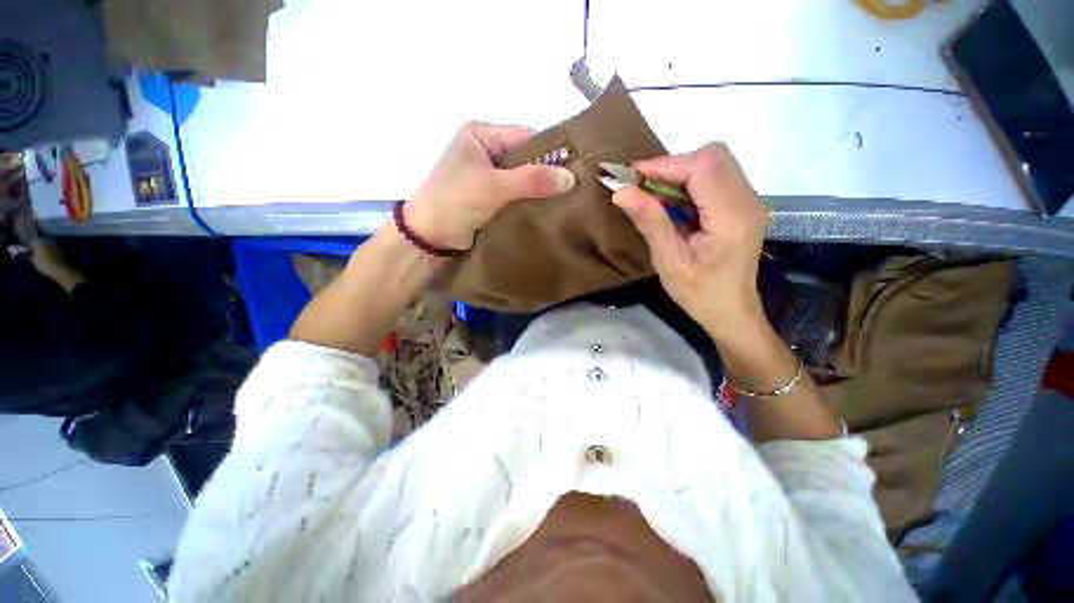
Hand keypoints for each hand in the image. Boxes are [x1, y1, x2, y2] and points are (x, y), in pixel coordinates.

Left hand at [404, 122, 576, 250]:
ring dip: (540, 192)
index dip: (552, 152)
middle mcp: (486, 152)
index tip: (578, 169)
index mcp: (482, 135)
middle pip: (526, 160)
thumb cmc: (454, 201)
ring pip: (523, 181)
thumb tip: (571, 178)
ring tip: (568, 202)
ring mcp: (488, 177)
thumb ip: (531, 180)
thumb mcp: (493, 186)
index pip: (526, 138)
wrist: (429, 238)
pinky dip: (530, 204)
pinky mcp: (490, 199)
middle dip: (548, 175)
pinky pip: (516, 197)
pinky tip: (549, 212)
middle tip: (577, 189)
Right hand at [612, 143, 768, 339]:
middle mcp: (748, 202)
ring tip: (654, 194)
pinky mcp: (743, 204)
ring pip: (716, 162)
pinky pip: (717, 176)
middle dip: (673, 165)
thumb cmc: (699, 294)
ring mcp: (750, 201)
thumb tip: (621, 192)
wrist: (732, 310)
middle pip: (713, 156)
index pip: (703, 168)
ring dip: (681, 172)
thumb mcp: (669, 262)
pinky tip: (673, 202)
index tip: (633, 177)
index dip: (665, 165)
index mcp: (731, 219)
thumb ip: (650, 223)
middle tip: (643, 186)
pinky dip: (690, 181)